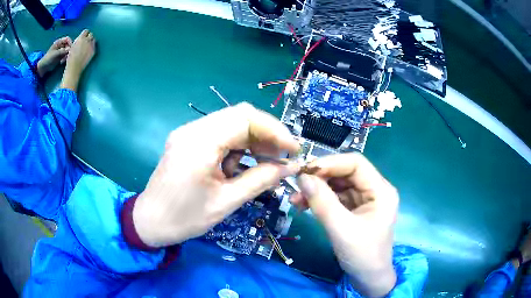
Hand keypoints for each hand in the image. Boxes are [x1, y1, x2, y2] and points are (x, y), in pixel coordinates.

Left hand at [37, 36, 72, 76]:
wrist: (43, 67)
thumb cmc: (48, 59)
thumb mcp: (55, 54)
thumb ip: (63, 51)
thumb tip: (70, 49)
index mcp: (59, 42)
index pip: (67, 39)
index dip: (70, 42)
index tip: (70, 48)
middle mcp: (60, 45)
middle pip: (68, 45)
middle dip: (68, 50)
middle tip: (67, 56)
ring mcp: (60, 51)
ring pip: (67, 51)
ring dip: (66, 55)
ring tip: (63, 60)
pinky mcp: (60, 57)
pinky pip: (65, 56)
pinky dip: (64, 59)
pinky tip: (61, 62)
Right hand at [65, 29, 95, 74]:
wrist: (74, 67)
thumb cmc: (70, 58)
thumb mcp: (72, 46)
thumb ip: (78, 41)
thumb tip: (80, 39)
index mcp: (81, 38)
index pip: (86, 31)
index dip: (84, 34)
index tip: (83, 37)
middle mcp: (87, 40)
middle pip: (91, 34)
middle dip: (88, 37)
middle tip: (86, 42)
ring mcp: (91, 45)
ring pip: (93, 39)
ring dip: (91, 41)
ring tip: (87, 46)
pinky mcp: (93, 50)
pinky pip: (94, 46)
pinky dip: (92, 47)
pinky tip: (89, 51)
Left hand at [132, 103, 299, 247]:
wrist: (150, 222)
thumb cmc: (184, 218)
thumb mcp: (226, 202)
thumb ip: (260, 180)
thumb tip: (290, 167)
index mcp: (199, 143)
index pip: (245, 119)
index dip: (275, 130)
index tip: (294, 149)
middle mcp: (192, 129)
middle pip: (239, 116)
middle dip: (266, 135)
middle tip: (282, 157)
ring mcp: (188, 133)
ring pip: (231, 124)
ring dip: (253, 140)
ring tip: (266, 163)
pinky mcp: (188, 140)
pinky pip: (220, 134)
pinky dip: (237, 146)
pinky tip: (242, 164)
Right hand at [292, 153, 397, 296]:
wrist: (368, 279)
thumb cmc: (362, 255)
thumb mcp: (342, 230)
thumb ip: (323, 203)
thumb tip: (302, 178)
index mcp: (381, 190)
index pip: (356, 163)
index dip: (331, 163)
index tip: (306, 171)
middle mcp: (374, 190)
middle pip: (345, 173)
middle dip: (321, 177)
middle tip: (297, 185)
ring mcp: (364, 200)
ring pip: (338, 185)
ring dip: (317, 189)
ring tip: (295, 199)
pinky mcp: (355, 210)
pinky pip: (335, 198)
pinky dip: (320, 200)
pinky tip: (304, 206)